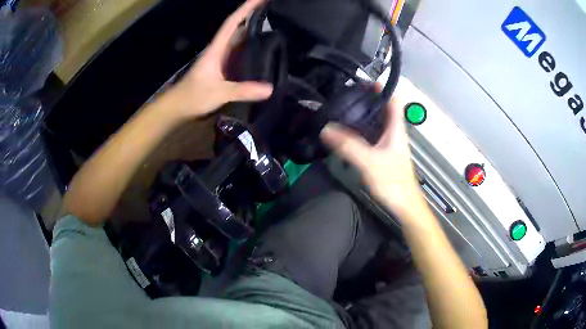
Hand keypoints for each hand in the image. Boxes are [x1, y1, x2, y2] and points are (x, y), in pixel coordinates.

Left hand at [164, 0, 272, 119]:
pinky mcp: (223, 69)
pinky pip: (239, 53)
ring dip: (253, 31)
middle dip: (253, 16)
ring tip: (273, 27)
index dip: (246, 9)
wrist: (178, 108)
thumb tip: (270, 88)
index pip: (233, 22)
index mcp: (217, 49)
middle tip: (273, 11)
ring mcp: (221, 59)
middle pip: (238, 28)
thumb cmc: (193, 97)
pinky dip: (250, 48)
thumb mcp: (218, 93)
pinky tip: (262, 51)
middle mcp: (220, 50)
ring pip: (239, 40)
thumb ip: (243, 90)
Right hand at [320, 94, 423, 221]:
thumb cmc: (393, 182)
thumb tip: (325, 129)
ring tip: (344, 111)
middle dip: (367, 100)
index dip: (380, 88)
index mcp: (396, 129)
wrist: (404, 204)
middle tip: (346, 96)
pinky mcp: (384, 154)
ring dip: (364, 114)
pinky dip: (362, 130)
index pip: (393, 100)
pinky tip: (348, 134)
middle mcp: (394, 132)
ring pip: (377, 122)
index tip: (361, 82)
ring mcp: (390, 143)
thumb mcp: (369, 162)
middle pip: (383, 108)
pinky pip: (372, 135)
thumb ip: (348, 145)